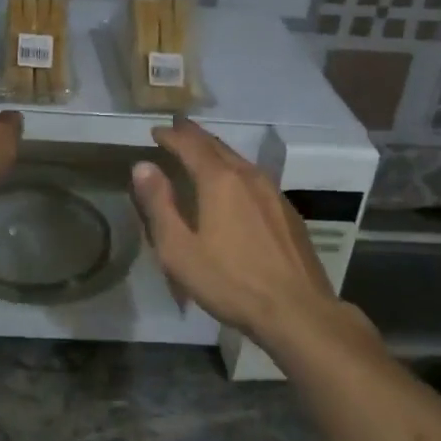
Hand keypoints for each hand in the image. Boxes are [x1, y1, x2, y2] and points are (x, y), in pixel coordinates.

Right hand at [131, 117, 376, 349]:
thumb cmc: (230, 282)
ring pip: (239, 161)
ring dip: (216, 152)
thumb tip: (143, 166)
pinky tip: (235, 186)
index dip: (171, 136)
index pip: (190, 145)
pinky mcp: (288, 213)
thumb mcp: (179, 249)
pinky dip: (235, 171)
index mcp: (220, 180)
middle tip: (177, 129)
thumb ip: (159, 205)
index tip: (155, 131)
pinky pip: (255, 178)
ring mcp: (273, 193)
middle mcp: (248, 176)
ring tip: (202, 152)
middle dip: (194, 136)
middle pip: (217, 146)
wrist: (297, 311)